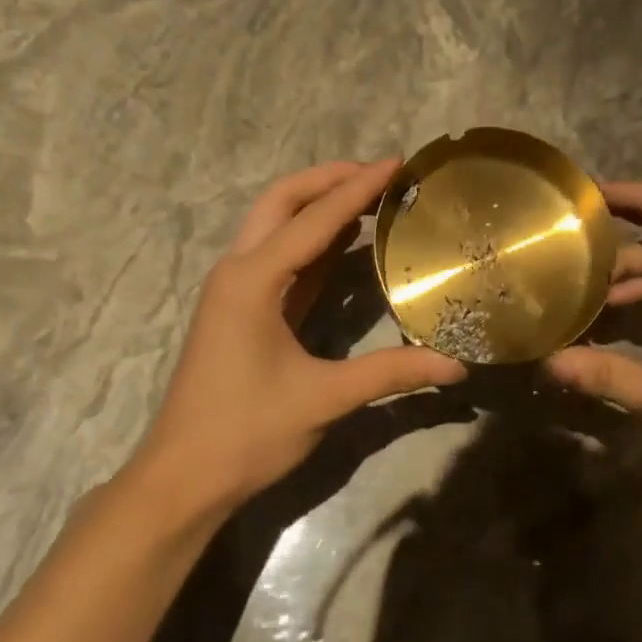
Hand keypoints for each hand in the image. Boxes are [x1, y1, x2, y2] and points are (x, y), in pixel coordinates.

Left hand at [137, 159, 466, 512]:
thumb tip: (457, 367)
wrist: (183, 477)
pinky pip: (282, 260)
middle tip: (381, 174)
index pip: (315, 219)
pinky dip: (314, 243)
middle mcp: (239, 271)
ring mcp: (237, 290)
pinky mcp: (243, 311)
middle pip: (282, 202)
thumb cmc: (246, 432)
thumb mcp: (325, 398)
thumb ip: (392, 374)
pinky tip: (348, 244)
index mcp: (253, 280)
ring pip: (277, 227)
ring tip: (372, 198)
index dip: (358, 188)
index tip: (397, 163)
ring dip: (319, 207)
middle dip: (329, 180)